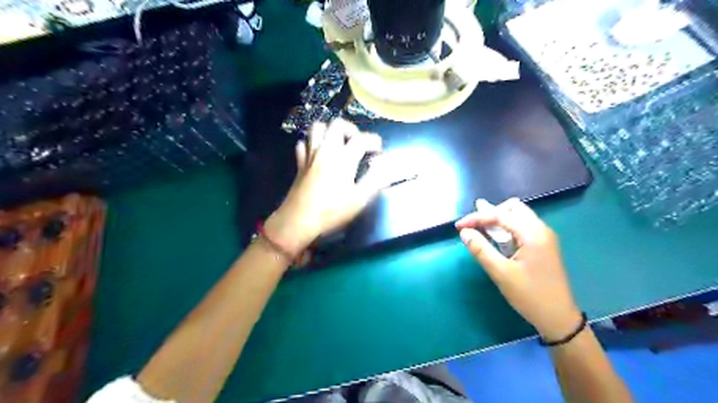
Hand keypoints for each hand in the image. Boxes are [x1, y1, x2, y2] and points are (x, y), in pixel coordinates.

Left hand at [266, 119, 391, 255]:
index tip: (379, 149)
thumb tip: (385, 164)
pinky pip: (304, 143)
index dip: (373, 141)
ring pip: (317, 128)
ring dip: (330, 130)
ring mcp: (310, 155)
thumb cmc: (331, 211)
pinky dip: (312, 142)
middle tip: (358, 143)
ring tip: (339, 143)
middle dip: (351, 129)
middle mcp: (326, 150)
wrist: (298, 220)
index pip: (361, 139)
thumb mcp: (359, 199)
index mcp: (343, 159)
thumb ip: (375, 179)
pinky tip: (318, 152)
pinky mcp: (300, 163)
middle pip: (337, 124)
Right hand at [457, 198, 578, 339]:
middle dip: (490, 213)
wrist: (559, 318)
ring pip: (518, 216)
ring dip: (499, 219)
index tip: (458, 227)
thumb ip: (481, 250)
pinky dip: (507, 228)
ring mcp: (544, 237)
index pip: (500, 215)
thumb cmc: (530, 296)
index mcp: (532, 234)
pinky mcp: (543, 245)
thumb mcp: (501, 274)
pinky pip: (522, 226)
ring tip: (482, 231)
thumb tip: (464, 232)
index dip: (476, 218)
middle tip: (474, 227)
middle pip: (513, 208)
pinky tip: (497, 239)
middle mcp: (541, 229)